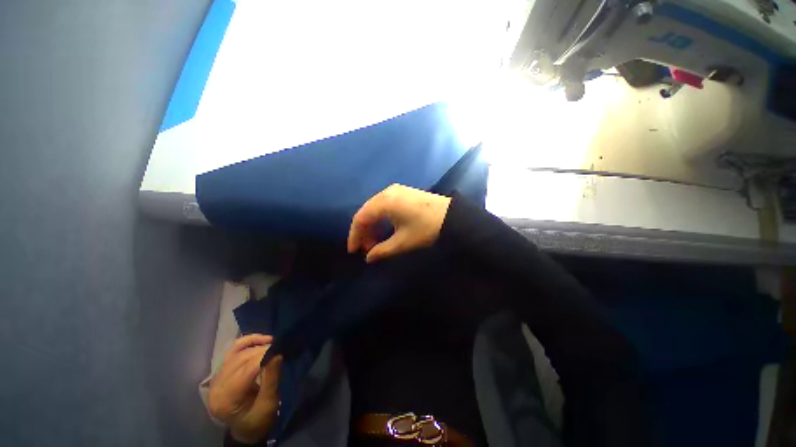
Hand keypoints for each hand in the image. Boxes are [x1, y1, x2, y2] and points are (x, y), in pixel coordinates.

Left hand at [208, 334, 282, 444]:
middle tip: (280, 347)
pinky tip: (261, 339)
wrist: (247, 427)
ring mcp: (216, 378)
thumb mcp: (268, 403)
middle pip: (240, 360)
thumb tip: (277, 354)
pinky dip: (247, 342)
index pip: (245, 371)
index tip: (281, 349)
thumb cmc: (259, 419)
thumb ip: (271, 379)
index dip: (264, 357)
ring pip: (237, 353)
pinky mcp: (222, 372)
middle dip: (262, 350)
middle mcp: (217, 387)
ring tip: (273, 343)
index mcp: (226, 400)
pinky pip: (233, 351)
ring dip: (256, 345)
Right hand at [348, 184, 450, 262]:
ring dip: (373, 225)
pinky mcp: (404, 192)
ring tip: (375, 242)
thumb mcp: (403, 242)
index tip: (353, 251)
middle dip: (364, 231)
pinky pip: (385, 205)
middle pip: (367, 212)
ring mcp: (396, 190)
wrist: (452, 216)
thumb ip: (382, 250)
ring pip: (375, 208)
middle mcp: (387, 192)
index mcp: (384, 201)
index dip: (355, 235)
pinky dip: (381, 218)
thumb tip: (368, 258)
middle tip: (366, 249)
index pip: (361, 218)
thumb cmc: (426, 228)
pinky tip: (384, 229)